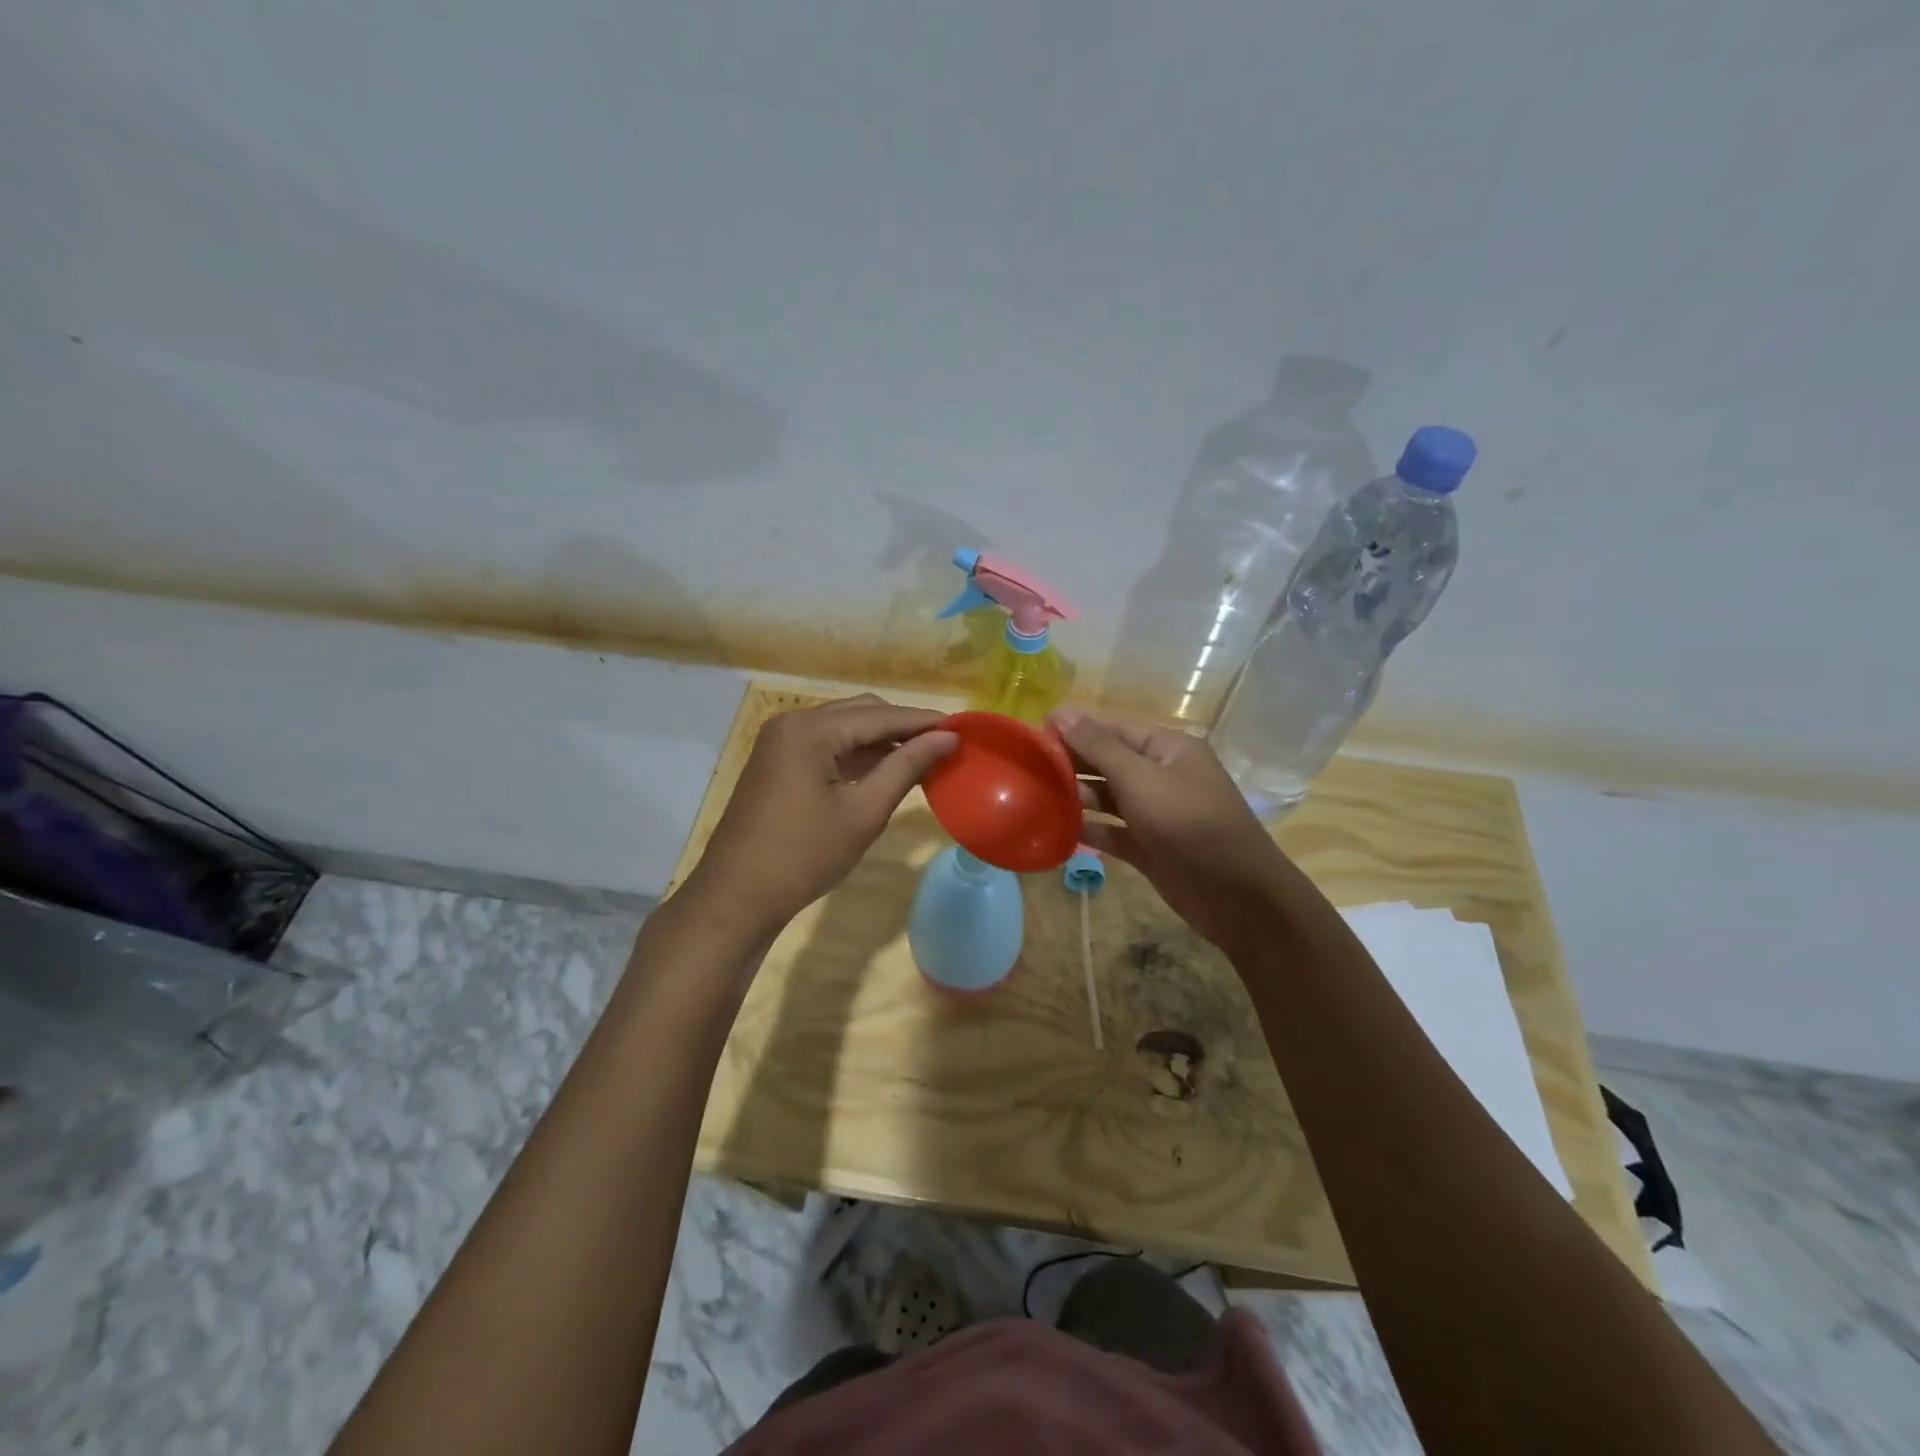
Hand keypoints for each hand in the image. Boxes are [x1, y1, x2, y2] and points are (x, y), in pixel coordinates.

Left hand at [688, 695, 956, 936]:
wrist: (737, 897)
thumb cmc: (804, 855)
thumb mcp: (863, 811)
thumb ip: (906, 767)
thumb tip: (947, 738)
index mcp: (810, 730)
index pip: (880, 716)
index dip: (924, 721)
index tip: (963, 729)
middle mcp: (792, 723)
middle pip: (861, 713)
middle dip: (903, 727)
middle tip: (945, 745)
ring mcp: (780, 742)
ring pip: (843, 728)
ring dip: (881, 740)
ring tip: (923, 758)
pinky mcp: (777, 763)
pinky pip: (826, 746)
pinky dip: (857, 754)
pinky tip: (885, 770)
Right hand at [1051, 707, 1290, 956]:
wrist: (1238, 897)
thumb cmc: (1190, 825)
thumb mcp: (1142, 779)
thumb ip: (1099, 747)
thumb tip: (1062, 712)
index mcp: (1167, 748)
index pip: (1112, 728)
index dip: (1074, 728)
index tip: (1033, 734)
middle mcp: (1161, 775)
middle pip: (1108, 761)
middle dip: (1071, 763)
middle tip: (1026, 768)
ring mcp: (1155, 813)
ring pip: (1107, 797)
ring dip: (1076, 797)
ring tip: (1035, 797)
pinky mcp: (1149, 847)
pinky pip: (1112, 832)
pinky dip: (1089, 831)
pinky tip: (1057, 831)